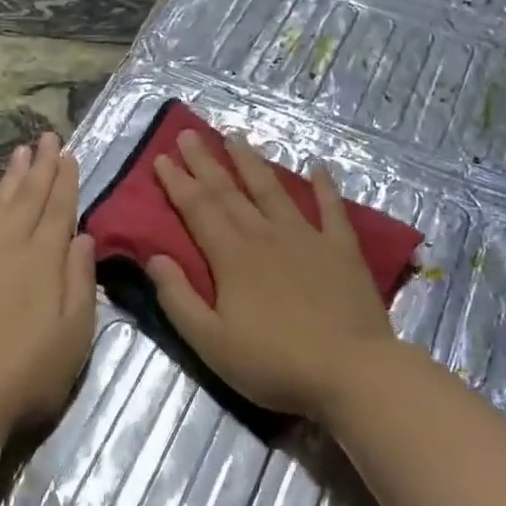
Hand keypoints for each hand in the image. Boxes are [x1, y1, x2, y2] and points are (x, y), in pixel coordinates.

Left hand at [0, 133, 96, 444]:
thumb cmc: (27, 373)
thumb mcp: (75, 334)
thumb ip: (80, 280)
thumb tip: (83, 237)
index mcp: (43, 260)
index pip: (58, 209)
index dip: (65, 180)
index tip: (69, 154)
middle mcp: (6, 246)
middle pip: (26, 198)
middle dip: (40, 166)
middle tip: (47, 137)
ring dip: (6, 179)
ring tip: (18, 154)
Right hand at [148, 130, 402, 423]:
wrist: (351, 371)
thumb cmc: (274, 363)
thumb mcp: (211, 343)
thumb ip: (179, 299)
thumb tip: (154, 257)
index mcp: (231, 256)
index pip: (197, 209)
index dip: (177, 182)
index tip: (162, 157)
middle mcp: (266, 235)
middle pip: (229, 191)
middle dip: (205, 162)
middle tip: (189, 134)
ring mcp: (307, 237)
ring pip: (273, 190)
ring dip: (252, 163)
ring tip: (237, 137)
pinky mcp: (342, 249)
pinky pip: (331, 208)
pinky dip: (324, 186)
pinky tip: (318, 166)